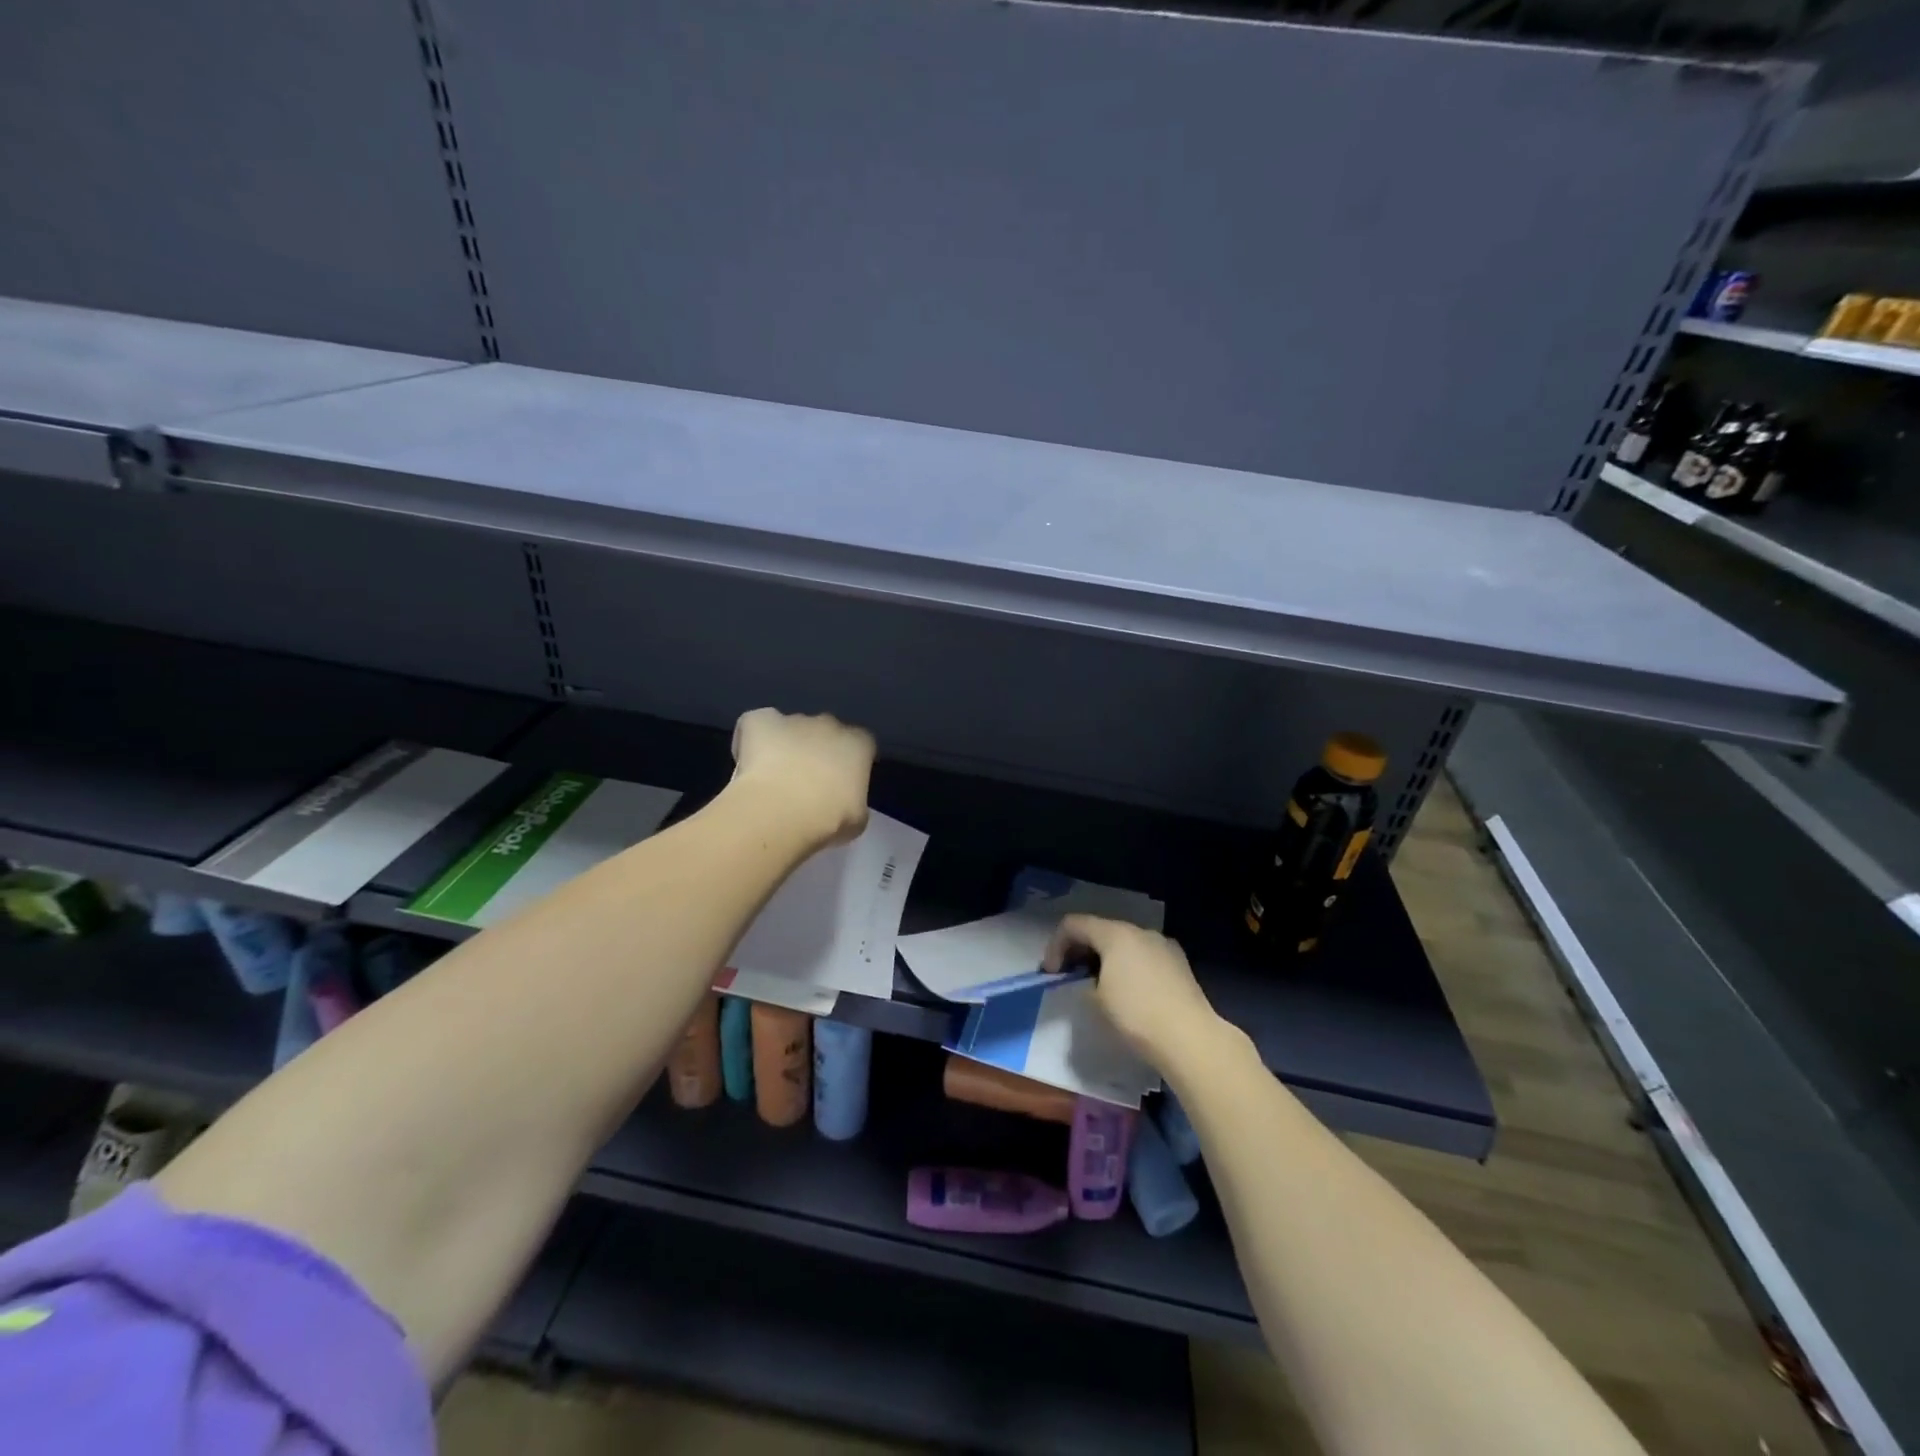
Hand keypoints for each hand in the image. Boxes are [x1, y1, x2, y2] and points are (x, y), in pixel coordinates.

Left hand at [730, 708, 875, 847]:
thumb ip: (852, 800)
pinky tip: (748, 764)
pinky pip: (755, 724)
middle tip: (804, 782)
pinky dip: (751, 739)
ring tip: (772, 779)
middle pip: (824, 731)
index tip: (839, 784)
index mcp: (857, 744)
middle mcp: (828, 724)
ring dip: (784, 746)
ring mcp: (792, 719)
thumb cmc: (828, 820)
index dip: (848, 762)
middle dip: (816, 750)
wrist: (781, 812)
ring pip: (790, 728)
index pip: (860, 744)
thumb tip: (841, 800)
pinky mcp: (758, 720)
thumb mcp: (856, 819)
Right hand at [1043, 915, 1222, 1071]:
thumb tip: (1088, 982)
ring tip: (1099, 986)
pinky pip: (1144, 956)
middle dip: (1080, 950)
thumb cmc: (1136, 1015)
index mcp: (1115, 934)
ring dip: (1105, 958)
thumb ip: (1083, 983)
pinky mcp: (1179, 963)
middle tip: (1069, 977)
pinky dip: (1128, 966)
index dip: (1055, 945)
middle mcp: (1140, 931)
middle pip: (1100, 930)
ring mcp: (1163, 945)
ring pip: (1124, 943)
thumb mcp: (1096, 1000)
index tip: (1051, 973)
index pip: (1074, 924)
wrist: (1190, 1038)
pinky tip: (1130, 992)